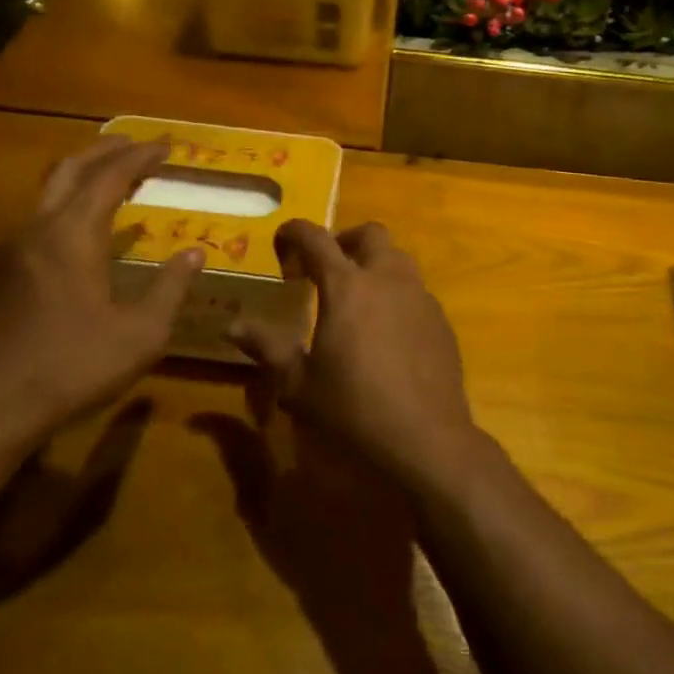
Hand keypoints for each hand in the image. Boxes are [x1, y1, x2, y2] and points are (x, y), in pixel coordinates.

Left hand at [0, 135, 201, 446]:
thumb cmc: (70, 368)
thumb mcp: (140, 335)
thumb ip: (170, 288)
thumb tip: (195, 252)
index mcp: (72, 235)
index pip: (110, 177)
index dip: (140, 156)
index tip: (167, 146)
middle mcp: (37, 230)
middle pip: (70, 169)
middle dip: (104, 150)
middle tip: (136, 144)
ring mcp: (10, 252)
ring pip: (48, 193)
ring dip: (83, 176)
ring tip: (113, 179)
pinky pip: (38, 220)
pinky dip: (67, 205)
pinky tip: (82, 232)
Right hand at [229, 221, 482, 492]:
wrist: (427, 441)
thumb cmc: (354, 412)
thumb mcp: (299, 385)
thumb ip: (268, 348)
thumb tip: (233, 326)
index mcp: (347, 286)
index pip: (317, 239)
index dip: (296, 231)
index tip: (282, 238)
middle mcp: (387, 279)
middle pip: (370, 234)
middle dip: (345, 239)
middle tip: (326, 266)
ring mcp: (420, 297)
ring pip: (398, 258)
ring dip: (375, 264)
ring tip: (358, 297)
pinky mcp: (441, 321)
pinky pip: (416, 291)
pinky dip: (397, 294)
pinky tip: (388, 331)